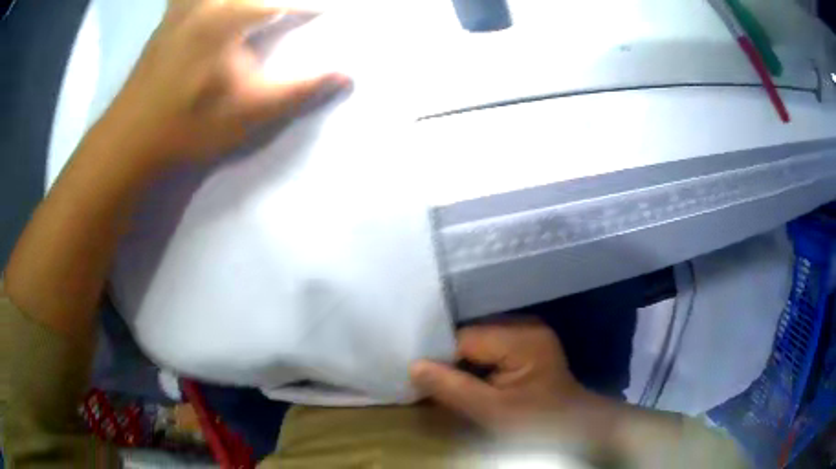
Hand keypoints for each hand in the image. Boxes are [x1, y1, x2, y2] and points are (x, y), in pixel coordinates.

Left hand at [106, 0, 348, 168]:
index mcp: (229, 16)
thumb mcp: (249, 112)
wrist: (130, 140)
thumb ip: (299, 89)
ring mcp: (183, 6)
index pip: (284, 1)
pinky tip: (211, 5)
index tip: (332, 9)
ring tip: (262, 10)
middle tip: (290, 8)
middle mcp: (206, 1)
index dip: (312, 4)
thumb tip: (346, 75)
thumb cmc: (189, 125)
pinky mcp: (168, 17)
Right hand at [411, 321, 584, 433]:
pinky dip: (475, 364)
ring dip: (462, 363)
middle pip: (471, 337)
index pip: (465, 339)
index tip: (423, 381)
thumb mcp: (492, 411)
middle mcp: (525, 326)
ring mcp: (527, 334)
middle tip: (433, 384)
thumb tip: (413, 366)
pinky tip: (469, 380)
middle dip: (451, 360)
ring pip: (477, 343)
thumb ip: (453, 388)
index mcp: (522, 338)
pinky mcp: (525, 345)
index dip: (441, 359)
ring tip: (449, 384)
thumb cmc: (536, 422)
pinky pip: (489, 348)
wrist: (571, 428)